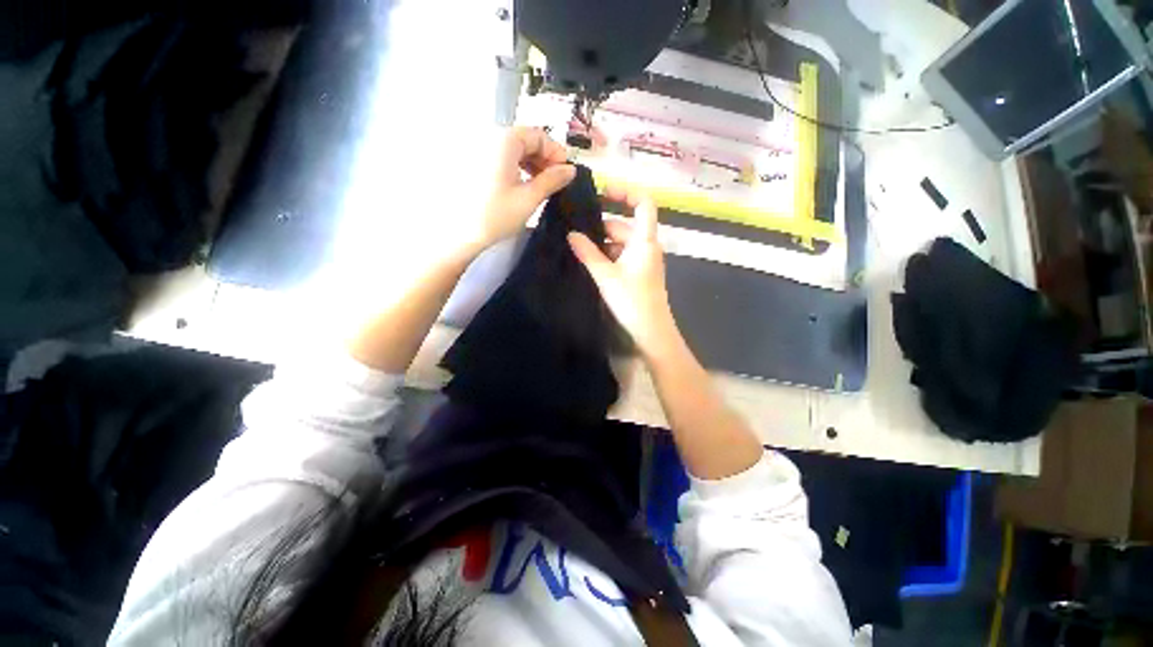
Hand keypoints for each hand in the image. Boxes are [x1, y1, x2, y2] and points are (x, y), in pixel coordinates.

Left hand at [474, 127, 575, 252]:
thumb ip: (553, 180)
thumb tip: (571, 170)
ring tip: (539, 185)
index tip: (566, 174)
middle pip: (525, 140)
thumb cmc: (497, 215)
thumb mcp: (530, 198)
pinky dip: (516, 167)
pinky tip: (521, 184)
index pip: (538, 135)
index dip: (556, 153)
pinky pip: (500, 157)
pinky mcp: (472, 162)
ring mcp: (478, 148)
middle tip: (554, 181)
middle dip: (544, 159)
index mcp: (504, 140)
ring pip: (513, 149)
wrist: (460, 233)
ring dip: (531, 164)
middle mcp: (489, 136)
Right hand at [567, 186, 681, 358]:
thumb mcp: (606, 276)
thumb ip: (588, 254)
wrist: (651, 332)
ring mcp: (643, 261)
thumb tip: (572, 234)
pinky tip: (589, 265)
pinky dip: (607, 258)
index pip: (643, 204)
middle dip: (601, 228)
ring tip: (577, 251)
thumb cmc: (632, 301)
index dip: (626, 192)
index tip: (603, 192)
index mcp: (645, 241)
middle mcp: (647, 247)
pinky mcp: (639, 274)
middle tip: (575, 233)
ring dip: (601, 246)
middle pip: (624, 226)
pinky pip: (621, 257)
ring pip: (620, 244)